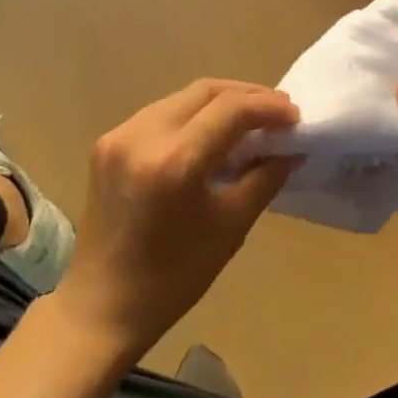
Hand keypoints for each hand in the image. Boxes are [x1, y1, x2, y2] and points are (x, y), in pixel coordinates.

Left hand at [52, 80, 298, 362]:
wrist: (102, 306)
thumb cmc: (173, 278)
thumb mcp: (230, 227)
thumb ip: (264, 178)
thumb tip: (292, 149)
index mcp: (174, 162)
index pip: (230, 109)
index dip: (268, 107)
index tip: (295, 117)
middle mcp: (142, 136)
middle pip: (204, 91)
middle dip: (246, 95)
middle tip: (278, 111)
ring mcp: (119, 136)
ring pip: (181, 98)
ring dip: (218, 102)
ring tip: (250, 121)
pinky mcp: (107, 143)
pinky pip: (159, 115)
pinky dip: (190, 116)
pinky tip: (210, 134)